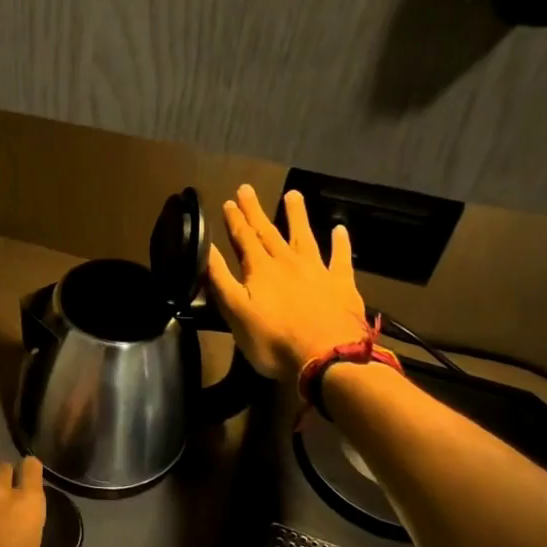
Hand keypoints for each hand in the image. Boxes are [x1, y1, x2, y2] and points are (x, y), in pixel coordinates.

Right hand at [206, 186, 370, 382]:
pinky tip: (339, 229)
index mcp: (260, 269)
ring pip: (304, 236)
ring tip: (292, 194)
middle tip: (247, 189)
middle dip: (256, 211)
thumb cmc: (274, 340)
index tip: (228, 202)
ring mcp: (317, 271)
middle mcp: (287, 262)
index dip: (235, 220)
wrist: (328, 357)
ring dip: (296, 215)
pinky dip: (340, 242)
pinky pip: (340, 258)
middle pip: (269, 231)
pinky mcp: (341, 284)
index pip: (243, 238)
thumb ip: (219, 279)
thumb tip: (205, 249)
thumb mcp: (235, 312)